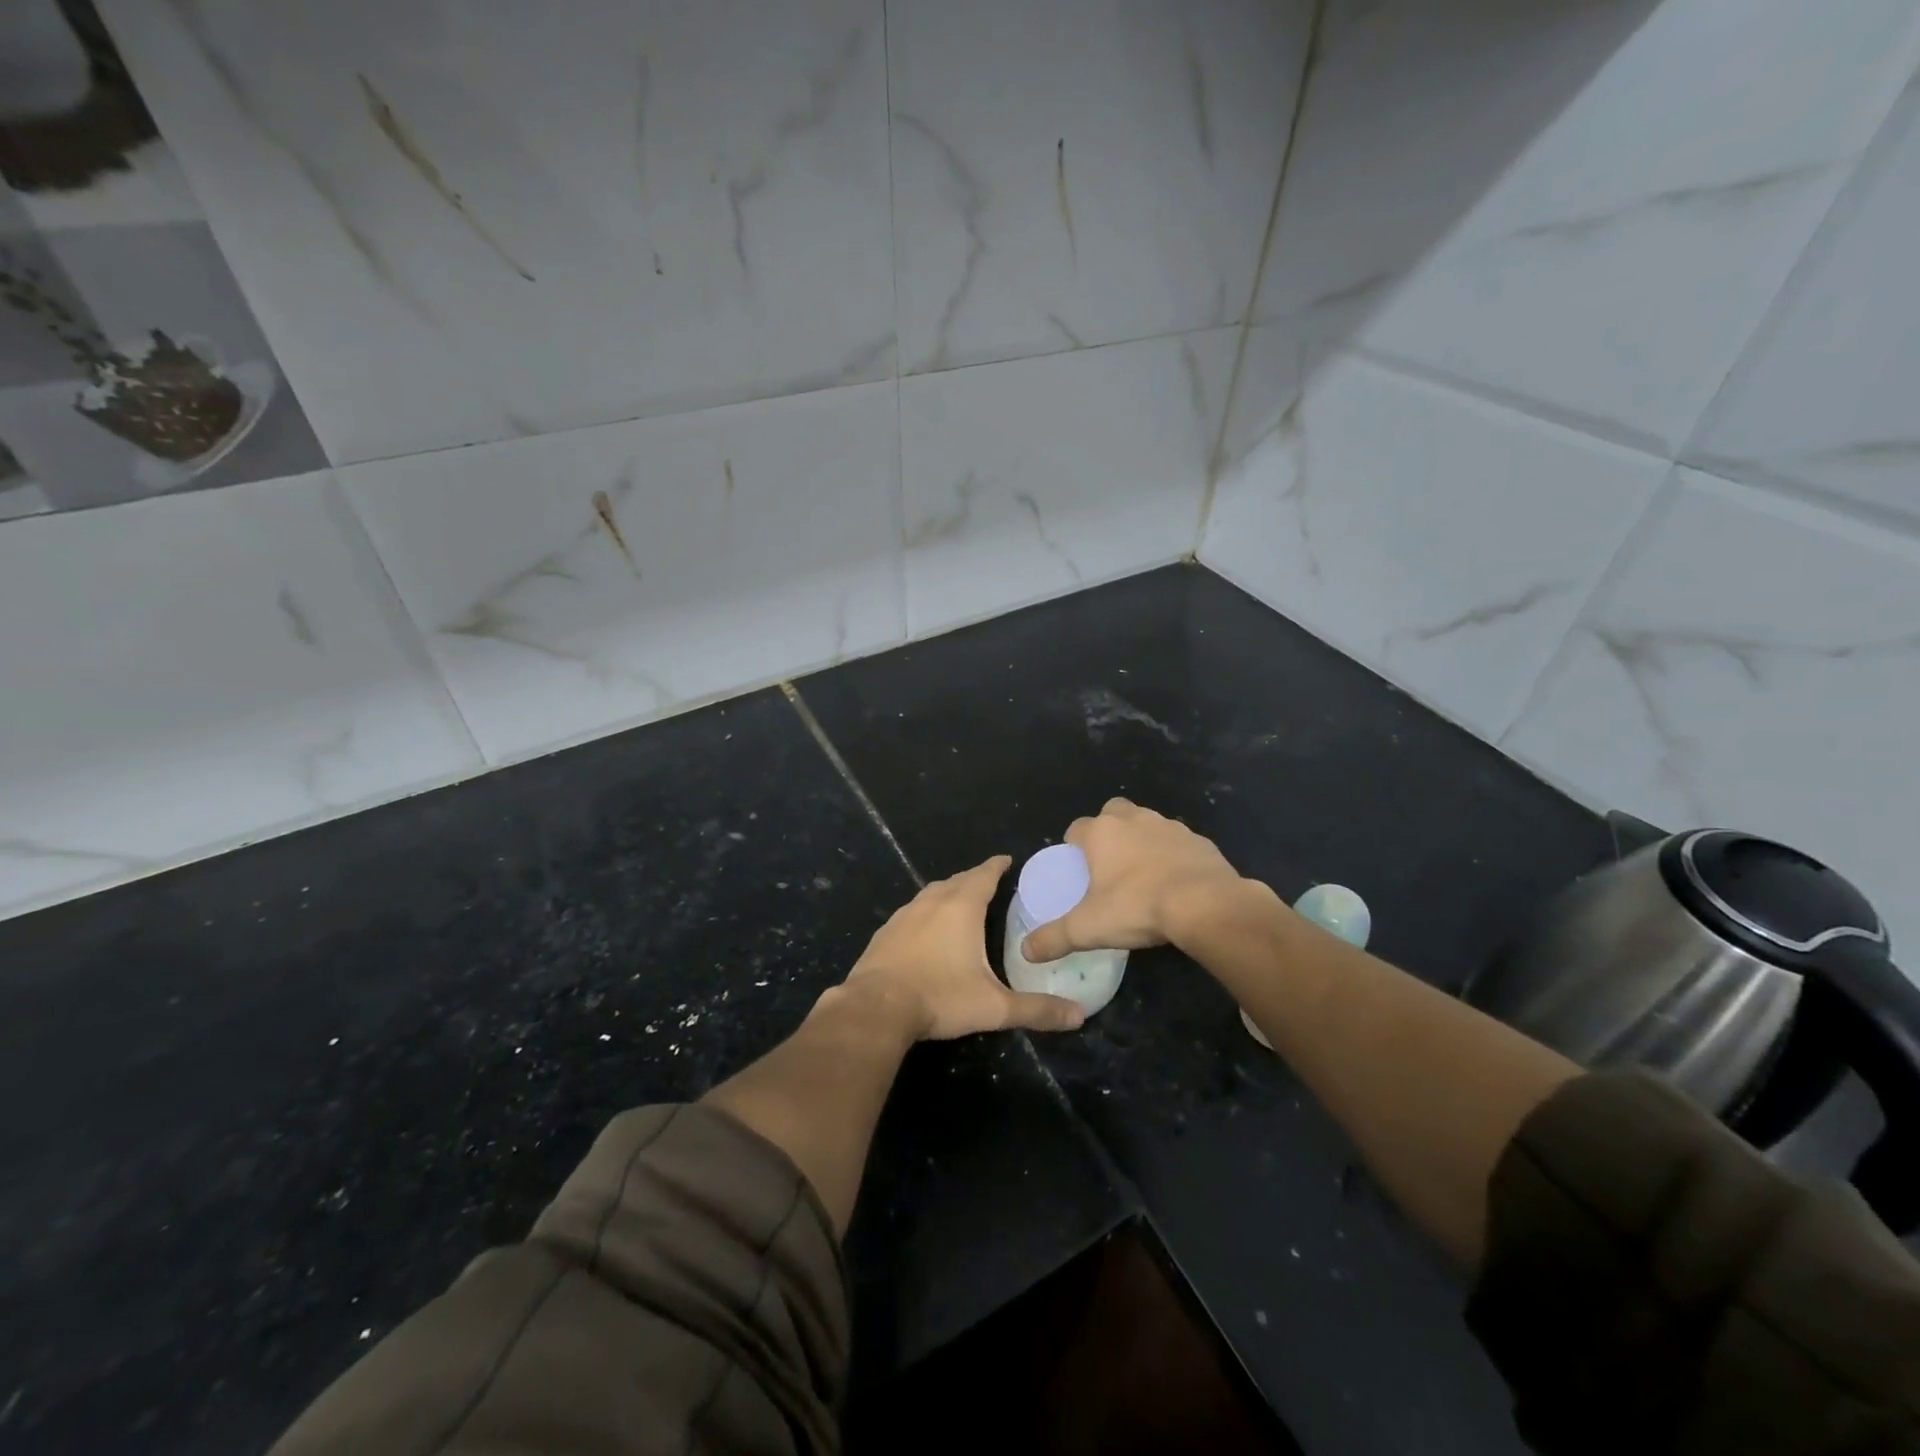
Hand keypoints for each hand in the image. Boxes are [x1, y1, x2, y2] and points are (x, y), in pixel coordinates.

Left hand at [843, 856, 1085, 1038]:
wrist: (876, 1007)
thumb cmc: (940, 997)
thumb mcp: (994, 1007)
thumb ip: (1036, 1010)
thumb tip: (1079, 1016)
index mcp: (961, 907)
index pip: (984, 875)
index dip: (997, 866)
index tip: (1008, 861)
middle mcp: (932, 902)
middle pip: (957, 880)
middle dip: (975, 879)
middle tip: (990, 883)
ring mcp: (904, 915)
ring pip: (931, 893)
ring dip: (948, 893)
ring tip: (960, 902)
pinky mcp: (885, 932)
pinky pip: (912, 912)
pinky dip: (925, 912)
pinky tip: (926, 929)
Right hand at [1020, 798, 1243, 961]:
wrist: (1205, 904)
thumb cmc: (1137, 907)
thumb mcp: (1088, 929)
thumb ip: (1053, 938)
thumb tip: (1026, 951)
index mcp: (1102, 832)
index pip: (1076, 828)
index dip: (1073, 846)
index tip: (1076, 869)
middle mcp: (1133, 820)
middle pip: (1112, 813)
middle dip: (1108, 831)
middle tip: (1109, 864)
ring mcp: (1169, 826)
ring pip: (1147, 824)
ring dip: (1141, 841)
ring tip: (1143, 875)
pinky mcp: (1198, 840)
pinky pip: (1178, 843)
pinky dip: (1173, 855)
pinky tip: (1175, 882)